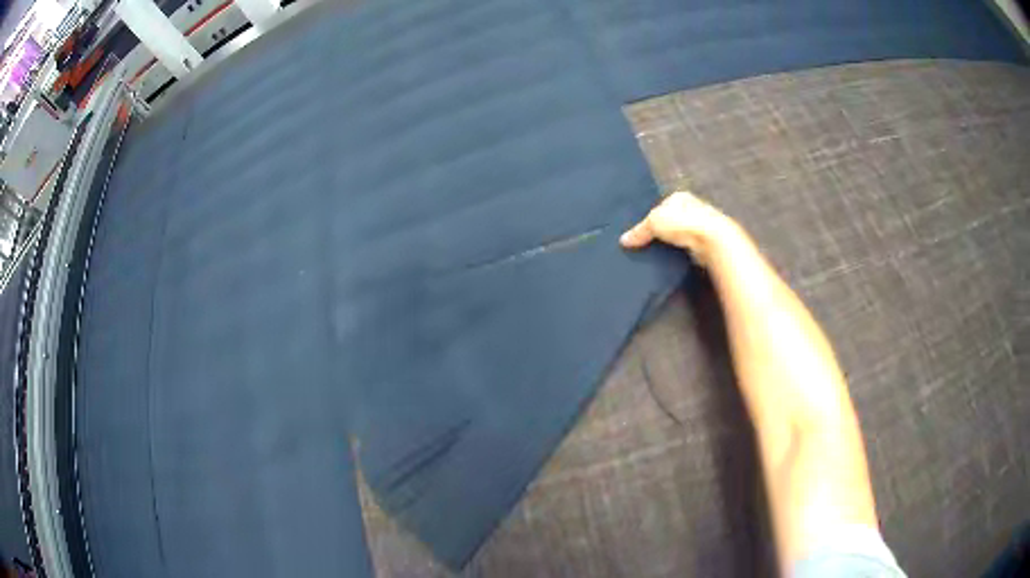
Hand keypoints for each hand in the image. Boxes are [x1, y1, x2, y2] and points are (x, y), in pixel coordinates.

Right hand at [620, 191, 745, 265]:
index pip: (660, 205)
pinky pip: (686, 246)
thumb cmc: (682, 222)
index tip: (640, 231)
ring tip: (656, 253)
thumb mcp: (653, 223)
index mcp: (679, 196)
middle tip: (645, 243)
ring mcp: (700, 225)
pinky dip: (679, 252)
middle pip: (670, 219)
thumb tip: (623, 241)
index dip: (649, 217)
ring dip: (670, 242)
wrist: (711, 240)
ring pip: (679, 234)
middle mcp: (691, 207)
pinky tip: (671, 258)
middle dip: (661, 230)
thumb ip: (639, 231)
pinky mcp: (704, 242)